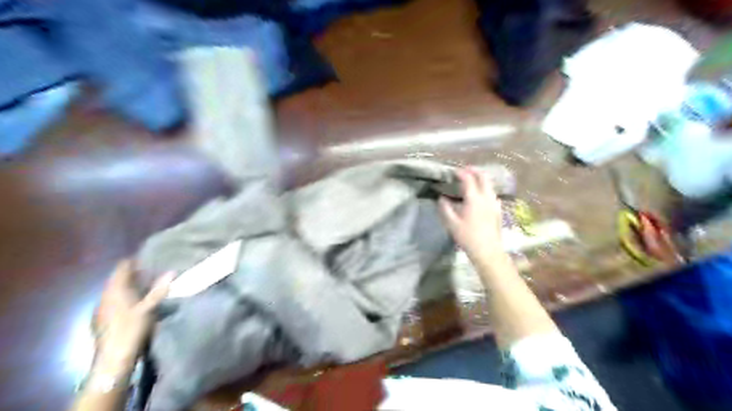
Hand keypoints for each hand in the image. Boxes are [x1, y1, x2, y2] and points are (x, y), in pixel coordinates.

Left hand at [93, 260, 172, 372]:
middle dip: (133, 275)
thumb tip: (171, 272)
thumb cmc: (132, 329)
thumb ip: (159, 289)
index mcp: (114, 291)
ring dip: (129, 287)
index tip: (149, 259)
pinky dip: (125, 298)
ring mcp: (101, 309)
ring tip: (147, 287)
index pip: (121, 268)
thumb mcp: (149, 308)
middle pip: (117, 279)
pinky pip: (114, 302)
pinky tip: (135, 304)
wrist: (113, 359)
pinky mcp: (101, 320)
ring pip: (115, 291)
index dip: (134, 262)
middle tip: (152, 272)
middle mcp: (104, 297)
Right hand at [437, 166, 506, 257]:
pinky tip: (480, 196)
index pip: (469, 179)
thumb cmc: (468, 237)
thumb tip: (441, 198)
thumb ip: (445, 208)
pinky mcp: (498, 210)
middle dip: (474, 171)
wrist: (488, 250)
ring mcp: (494, 203)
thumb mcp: (451, 223)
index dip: (461, 173)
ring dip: (481, 179)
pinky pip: (492, 194)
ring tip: (472, 181)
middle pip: (483, 177)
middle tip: (465, 171)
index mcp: (474, 199)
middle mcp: (486, 197)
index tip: (454, 172)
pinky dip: (485, 189)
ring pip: (489, 185)